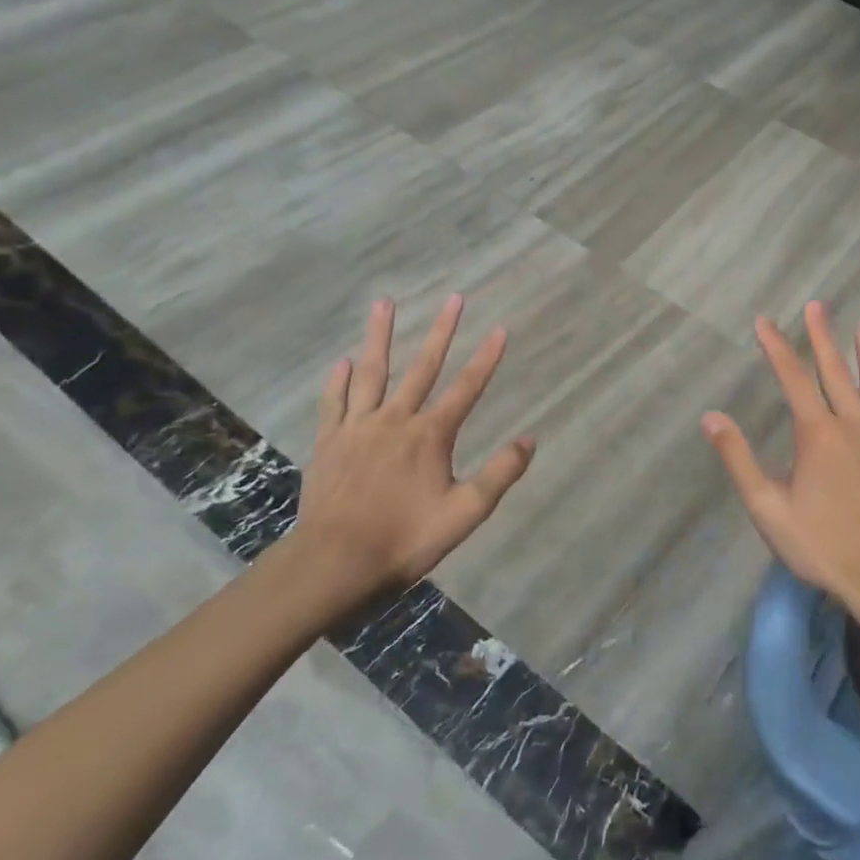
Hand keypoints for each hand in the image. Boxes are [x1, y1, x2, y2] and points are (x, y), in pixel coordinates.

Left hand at [285, 294, 534, 620]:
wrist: (335, 562)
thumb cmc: (405, 538)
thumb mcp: (465, 513)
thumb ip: (499, 474)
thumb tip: (530, 439)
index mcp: (430, 435)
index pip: (467, 388)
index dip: (487, 358)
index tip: (501, 329)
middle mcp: (395, 419)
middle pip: (422, 367)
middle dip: (442, 331)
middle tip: (454, 298)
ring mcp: (358, 427)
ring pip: (372, 372)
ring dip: (380, 336)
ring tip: (384, 302)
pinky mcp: (329, 441)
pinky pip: (335, 401)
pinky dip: (339, 379)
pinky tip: (343, 361)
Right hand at [702, 302, 859, 619]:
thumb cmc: (822, 545)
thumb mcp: (767, 508)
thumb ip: (739, 459)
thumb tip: (711, 417)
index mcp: (818, 435)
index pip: (793, 378)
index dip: (776, 347)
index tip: (764, 321)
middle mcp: (854, 427)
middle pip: (836, 373)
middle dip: (822, 337)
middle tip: (816, 305)